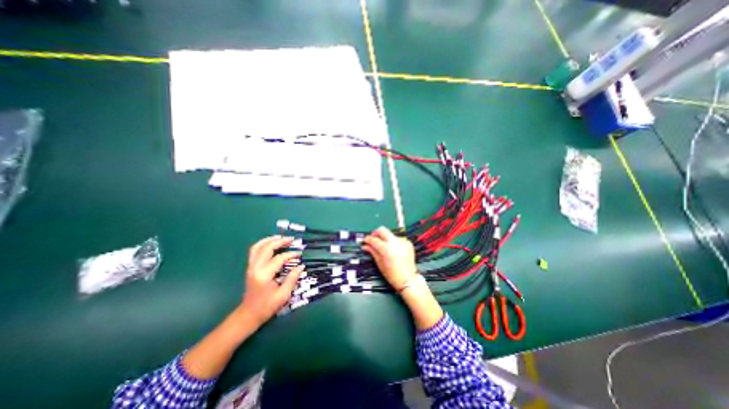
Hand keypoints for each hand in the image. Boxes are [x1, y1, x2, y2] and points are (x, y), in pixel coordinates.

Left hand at [241, 236, 304, 327]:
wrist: (248, 315)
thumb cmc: (267, 306)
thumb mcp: (283, 295)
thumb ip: (292, 278)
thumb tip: (301, 266)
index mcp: (264, 275)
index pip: (279, 259)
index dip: (290, 255)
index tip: (299, 255)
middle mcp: (255, 268)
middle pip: (267, 248)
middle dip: (280, 241)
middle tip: (291, 239)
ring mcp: (251, 267)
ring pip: (258, 247)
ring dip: (269, 240)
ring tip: (280, 237)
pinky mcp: (250, 267)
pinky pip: (254, 251)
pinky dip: (262, 244)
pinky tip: (271, 243)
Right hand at [360, 227, 414, 290]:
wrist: (408, 279)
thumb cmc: (392, 274)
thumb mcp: (379, 263)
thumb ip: (372, 251)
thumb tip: (365, 246)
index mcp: (386, 249)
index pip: (374, 239)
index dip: (368, 239)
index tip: (365, 241)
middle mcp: (395, 242)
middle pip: (382, 230)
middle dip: (376, 233)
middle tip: (373, 239)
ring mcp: (402, 241)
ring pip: (390, 234)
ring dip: (385, 239)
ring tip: (384, 248)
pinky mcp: (408, 243)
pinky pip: (398, 239)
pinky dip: (394, 243)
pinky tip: (394, 251)